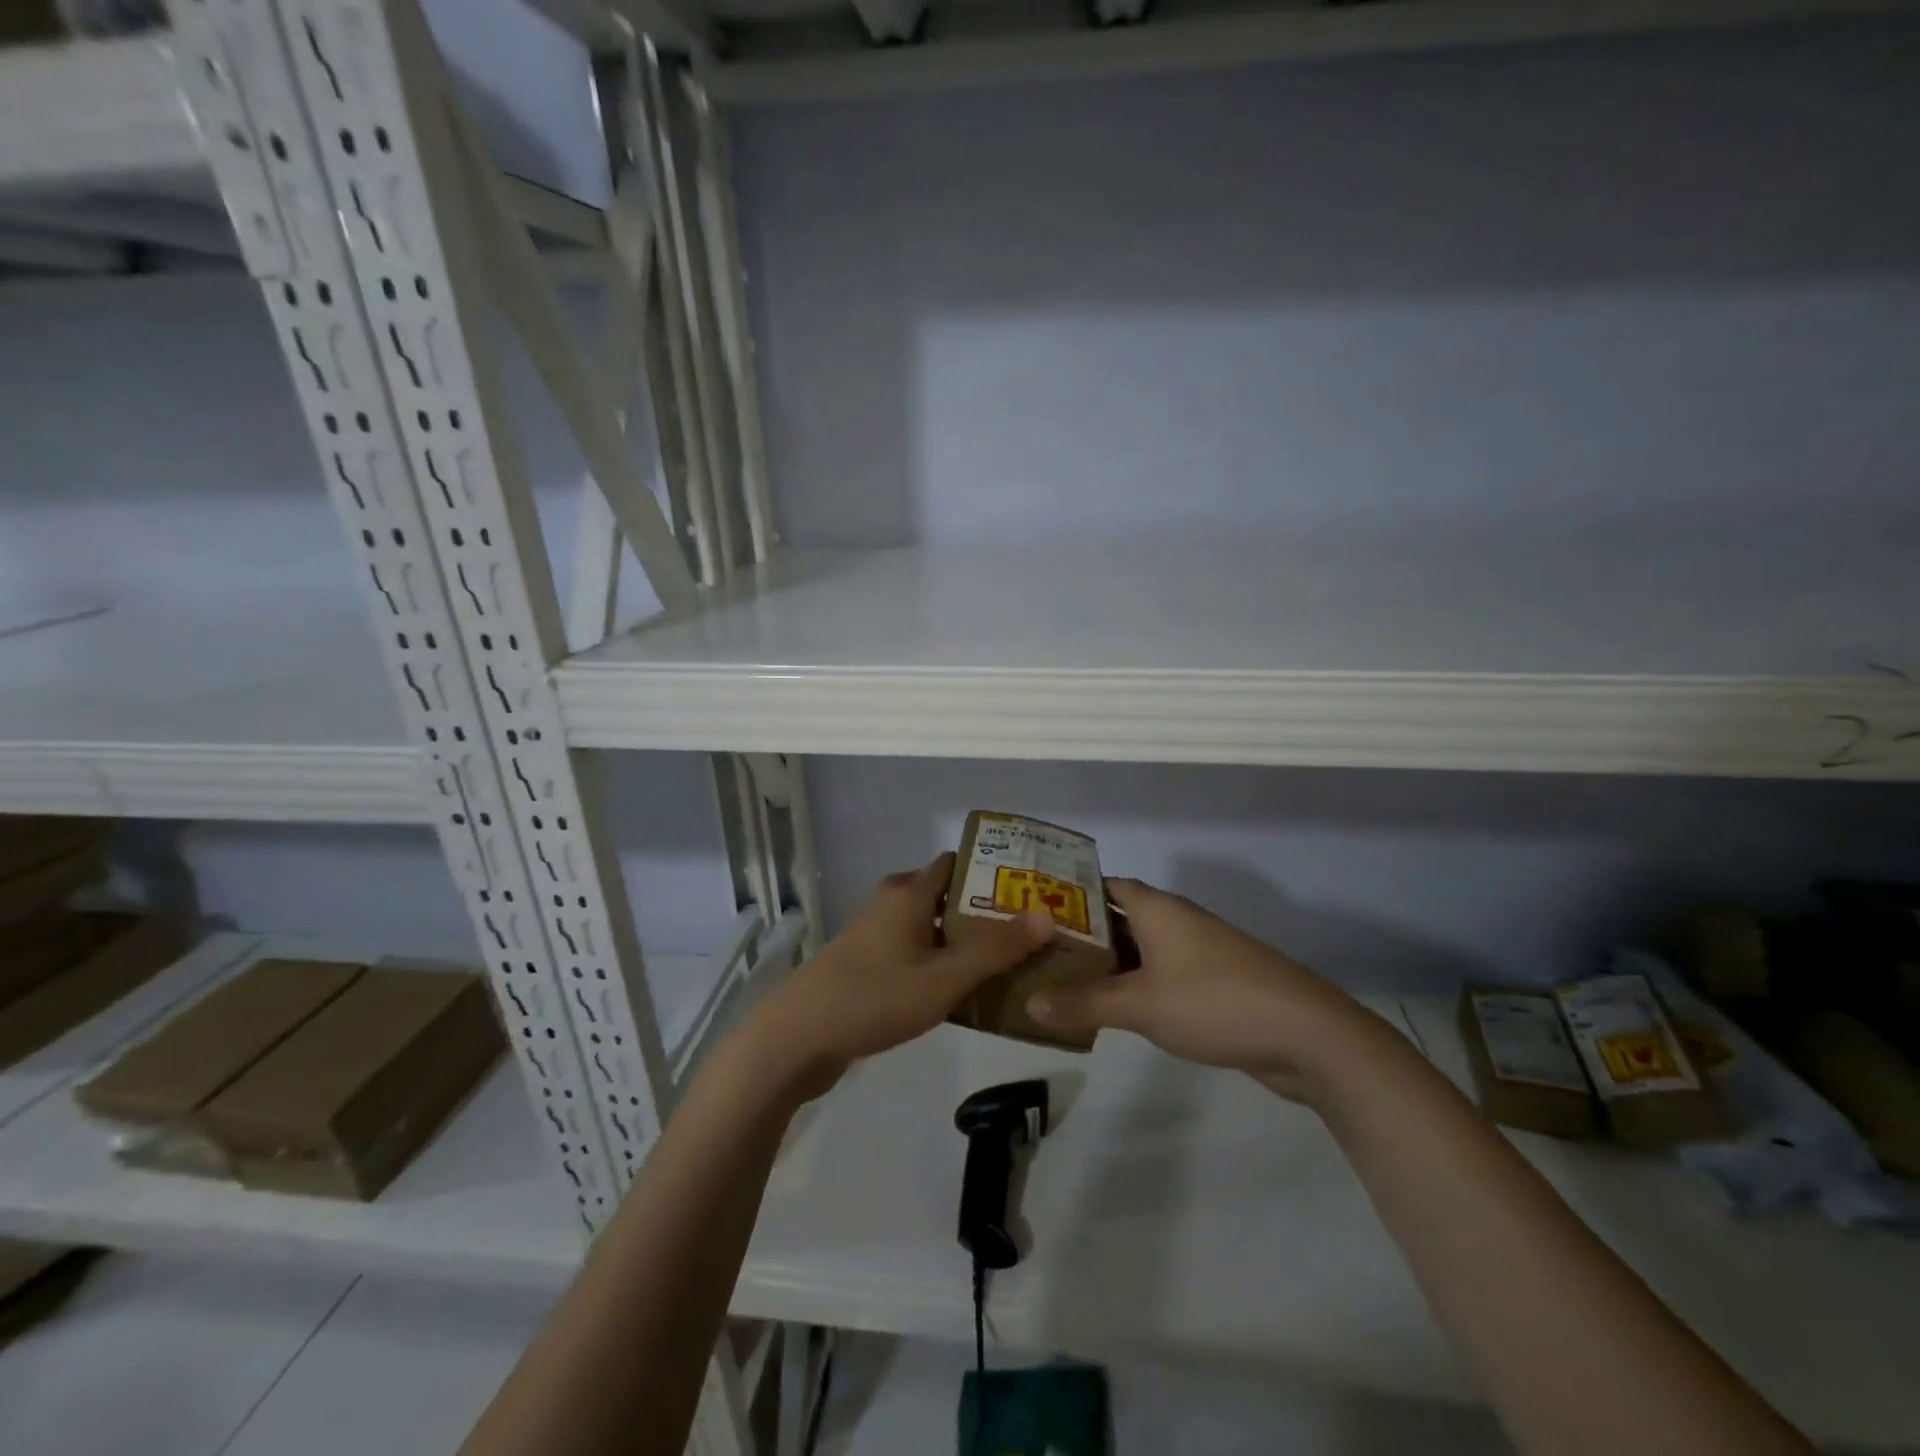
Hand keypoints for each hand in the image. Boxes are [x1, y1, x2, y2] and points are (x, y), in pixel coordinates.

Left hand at [736, 854, 1053, 1102]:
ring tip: (1000, 960)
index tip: (1027, 889)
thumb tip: (1046, 915)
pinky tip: (955, 989)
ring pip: (925, 925)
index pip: (954, 864)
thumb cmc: (874, 998)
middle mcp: (889, 904)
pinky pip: (910, 950)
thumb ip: (995, 950)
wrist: (796, 1039)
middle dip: (979, 909)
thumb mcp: (943, 979)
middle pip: (942, 894)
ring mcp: (871, 935)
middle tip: (1021, 930)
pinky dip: (935, 959)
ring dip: (957, 937)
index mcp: (908, 894)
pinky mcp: (862, 965)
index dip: (990, 871)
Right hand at [1025, 877, 1385, 1099]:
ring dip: (1108, 963)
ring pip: (1141, 948)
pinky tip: (1112, 1008)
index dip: (1070, 894)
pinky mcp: (1213, 982)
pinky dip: (1134, 984)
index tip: (1035, 909)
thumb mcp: (1140, 1005)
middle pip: (1119, 917)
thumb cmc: (1214, 1002)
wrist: (1306, 1035)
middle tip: (1038, 950)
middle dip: (1082, 934)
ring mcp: (1198, 951)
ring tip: (1062, 979)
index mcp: (1158, 908)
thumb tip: (1029, 1003)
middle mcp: (1177, 920)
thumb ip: (1084, 1003)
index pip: (1104, 886)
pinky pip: (1160, 973)